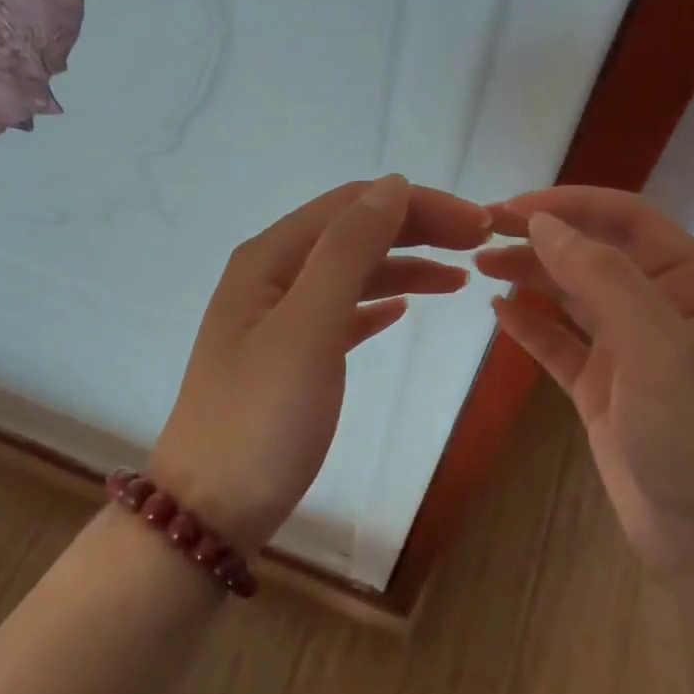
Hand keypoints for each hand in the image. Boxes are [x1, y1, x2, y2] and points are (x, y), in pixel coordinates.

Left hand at [152, 176, 492, 552]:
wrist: (212, 509)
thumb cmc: (262, 417)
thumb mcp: (307, 326)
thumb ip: (348, 251)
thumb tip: (393, 185)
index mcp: (271, 257)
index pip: (354, 205)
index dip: (418, 204)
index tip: (479, 224)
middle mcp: (273, 275)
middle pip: (354, 232)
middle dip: (418, 229)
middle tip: (481, 243)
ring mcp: (280, 318)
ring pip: (352, 273)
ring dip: (405, 266)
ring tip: (461, 276)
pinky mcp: (292, 357)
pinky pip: (343, 313)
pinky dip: (378, 304)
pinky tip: (405, 310)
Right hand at [476, 187, 693, 570]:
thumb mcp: (657, 345)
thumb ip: (602, 276)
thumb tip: (543, 223)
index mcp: (693, 285)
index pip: (627, 221)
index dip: (569, 204)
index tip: (510, 208)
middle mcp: (662, 309)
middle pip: (593, 254)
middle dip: (540, 237)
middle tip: (480, 232)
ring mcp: (631, 352)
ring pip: (572, 296)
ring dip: (529, 276)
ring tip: (479, 264)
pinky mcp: (603, 390)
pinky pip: (560, 345)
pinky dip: (530, 326)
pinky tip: (498, 312)